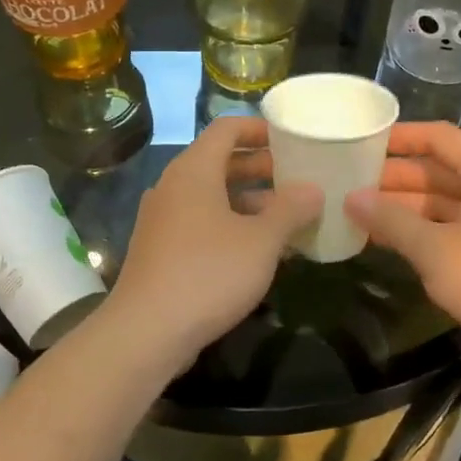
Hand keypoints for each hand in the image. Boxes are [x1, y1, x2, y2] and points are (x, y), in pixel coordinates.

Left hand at [106, 116, 321, 374]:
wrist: (147, 331)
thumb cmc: (209, 273)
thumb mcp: (261, 241)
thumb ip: (291, 210)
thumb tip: (312, 189)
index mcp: (194, 170)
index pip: (227, 128)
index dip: (260, 128)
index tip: (292, 140)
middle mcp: (173, 186)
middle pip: (220, 162)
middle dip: (261, 168)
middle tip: (299, 179)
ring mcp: (163, 219)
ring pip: (212, 196)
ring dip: (250, 202)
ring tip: (289, 218)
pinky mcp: (160, 249)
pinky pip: (201, 223)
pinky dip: (231, 226)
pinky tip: (259, 251)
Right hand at [345, 122, 460, 356]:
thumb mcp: (434, 250)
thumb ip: (391, 220)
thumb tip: (352, 198)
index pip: (439, 137)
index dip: (400, 137)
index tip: (363, 142)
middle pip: (442, 169)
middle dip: (397, 178)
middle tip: (352, 185)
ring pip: (448, 200)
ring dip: (408, 207)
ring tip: (364, 215)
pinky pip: (458, 225)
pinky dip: (427, 229)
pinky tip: (396, 242)